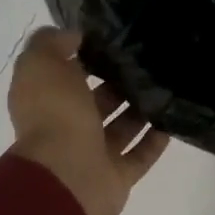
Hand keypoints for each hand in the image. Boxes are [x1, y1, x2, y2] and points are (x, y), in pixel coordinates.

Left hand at [7, 28, 168, 214]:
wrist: (66, 176)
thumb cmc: (54, 114)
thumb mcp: (41, 63)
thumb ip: (52, 43)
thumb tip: (74, 36)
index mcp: (46, 100)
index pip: (66, 73)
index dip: (86, 56)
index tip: (115, 38)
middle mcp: (67, 127)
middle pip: (96, 100)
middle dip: (119, 82)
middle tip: (149, 60)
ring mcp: (93, 154)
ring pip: (121, 127)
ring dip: (141, 109)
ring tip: (167, 85)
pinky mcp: (117, 177)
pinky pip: (140, 155)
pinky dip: (155, 139)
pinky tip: (173, 119)